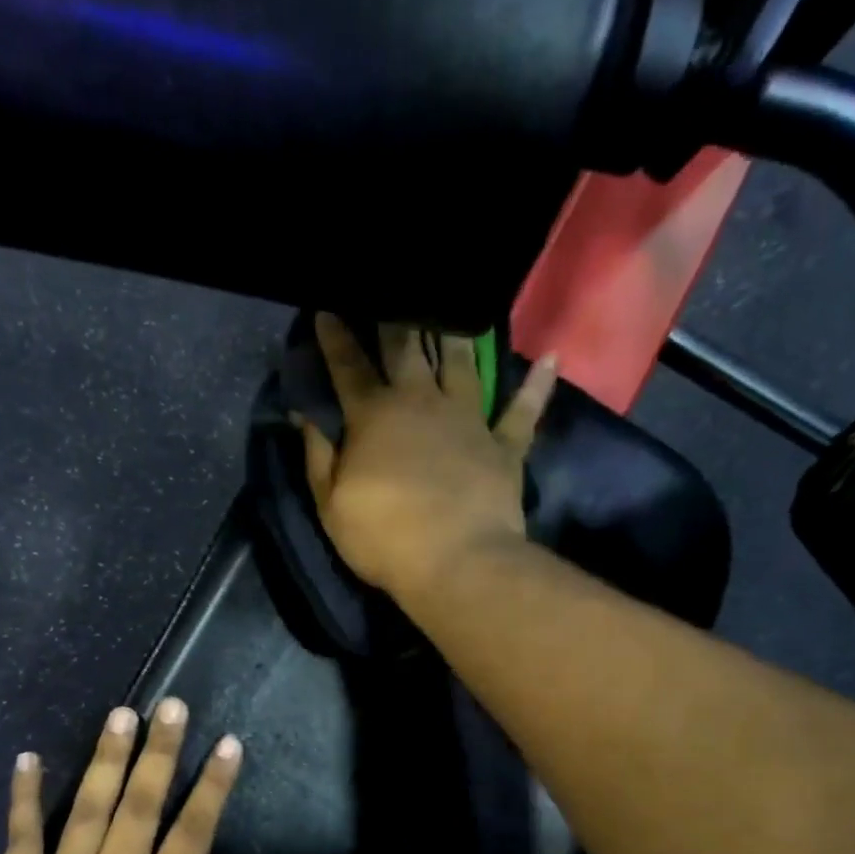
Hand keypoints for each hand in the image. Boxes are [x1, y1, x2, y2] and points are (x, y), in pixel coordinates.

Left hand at [0, 699, 298, 853]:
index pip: (193, 831)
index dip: (213, 785)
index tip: (227, 743)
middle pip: (141, 804)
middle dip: (160, 751)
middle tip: (170, 704)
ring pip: (88, 808)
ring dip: (106, 758)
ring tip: (120, 713)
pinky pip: (20, 836)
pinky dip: (24, 797)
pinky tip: (29, 758)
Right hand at [293, 314, 559, 598]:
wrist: (457, 562)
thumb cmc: (384, 537)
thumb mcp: (330, 505)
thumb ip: (317, 456)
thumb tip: (303, 415)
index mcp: (374, 416)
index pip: (348, 367)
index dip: (335, 337)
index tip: (327, 308)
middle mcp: (422, 402)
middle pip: (407, 348)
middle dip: (395, 317)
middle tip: (393, 291)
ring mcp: (468, 419)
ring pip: (462, 362)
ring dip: (456, 332)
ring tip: (455, 303)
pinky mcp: (505, 444)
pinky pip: (524, 409)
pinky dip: (537, 384)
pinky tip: (551, 356)